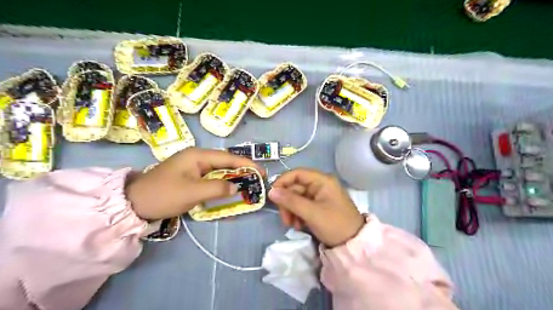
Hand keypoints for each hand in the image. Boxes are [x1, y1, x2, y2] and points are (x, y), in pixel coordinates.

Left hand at [126, 148, 261, 219]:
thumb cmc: (163, 194)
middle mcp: (197, 158)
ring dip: (233, 179)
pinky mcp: (190, 177)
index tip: (262, 172)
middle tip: (257, 181)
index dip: (247, 164)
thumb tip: (236, 188)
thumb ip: (217, 189)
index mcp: (198, 155)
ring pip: (219, 171)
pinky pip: (211, 179)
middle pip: (225, 163)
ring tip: (247, 186)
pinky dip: (222, 185)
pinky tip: (229, 192)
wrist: (134, 204)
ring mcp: (193, 167)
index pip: (228, 157)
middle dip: (242, 171)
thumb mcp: (192, 192)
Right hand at [269, 168, 365, 245]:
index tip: (272, 196)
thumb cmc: (335, 224)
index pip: (297, 173)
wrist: (354, 244)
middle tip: (285, 220)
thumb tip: (271, 191)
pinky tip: (299, 226)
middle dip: (287, 203)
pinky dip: (297, 215)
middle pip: (295, 187)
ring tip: (293, 225)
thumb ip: (290, 201)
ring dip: (291, 211)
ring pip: (296, 198)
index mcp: (322, 180)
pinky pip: (302, 206)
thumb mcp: (311, 213)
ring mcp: (319, 196)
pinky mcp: (318, 206)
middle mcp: (320, 185)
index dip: (282, 182)